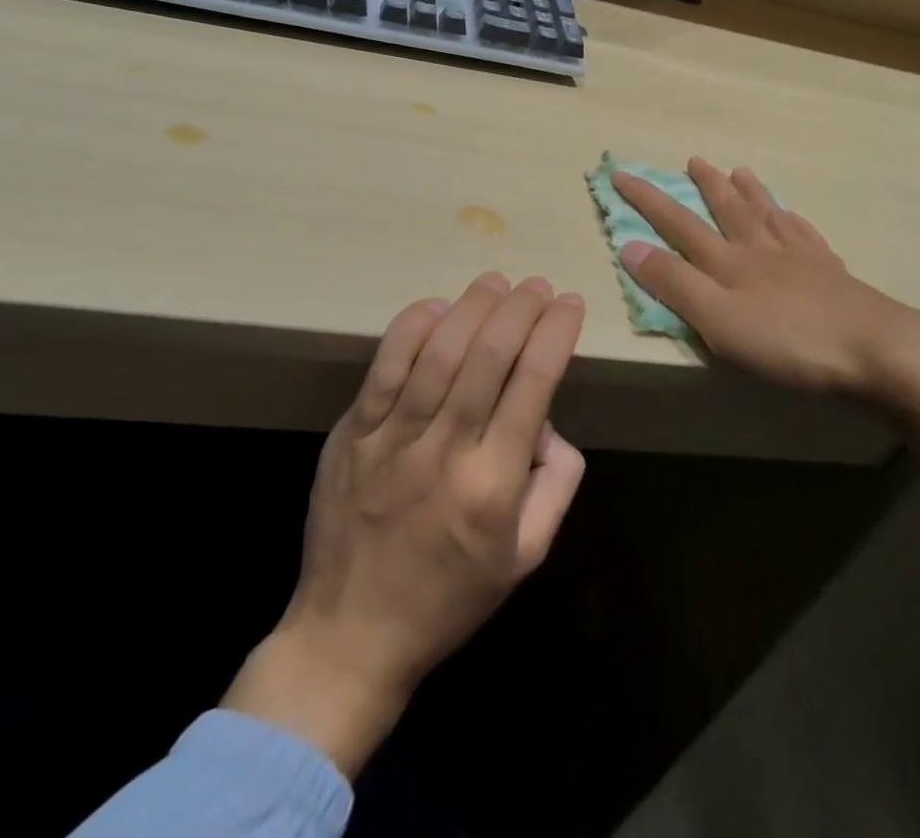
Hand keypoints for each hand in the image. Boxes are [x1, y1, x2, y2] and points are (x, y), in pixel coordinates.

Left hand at [224, 273, 585, 774]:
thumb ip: (556, 484)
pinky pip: (383, 368)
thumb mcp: (527, 556)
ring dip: (471, 307)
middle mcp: (444, 451)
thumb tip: (547, 420)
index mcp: (493, 484)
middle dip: (520, 309)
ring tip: (496, 282)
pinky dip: (411, 329)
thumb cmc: (450, 598)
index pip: (533, 383)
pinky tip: (436, 306)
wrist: (349, 636)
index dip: (555, 333)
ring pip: (438, 353)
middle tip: (537, 285)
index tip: (569, 304)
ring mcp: (391, 439)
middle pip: (488, 356)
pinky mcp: (352, 434)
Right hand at [613, 159, 919, 407]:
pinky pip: (806, 236)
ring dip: (750, 193)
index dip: (648, 199)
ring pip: (768, 215)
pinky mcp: (832, 275)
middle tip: (694, 159)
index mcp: (729, 262)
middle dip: (706, 185)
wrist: (876, 348)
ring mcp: (801, 259)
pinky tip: (794, 217)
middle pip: (728, 209)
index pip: (678, 223)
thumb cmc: (788, 340)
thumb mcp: (717, 319)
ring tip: (741, 171)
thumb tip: (629, 245)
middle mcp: (761, 250)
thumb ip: (674, 284)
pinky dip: (794, 221)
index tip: (621, 174)